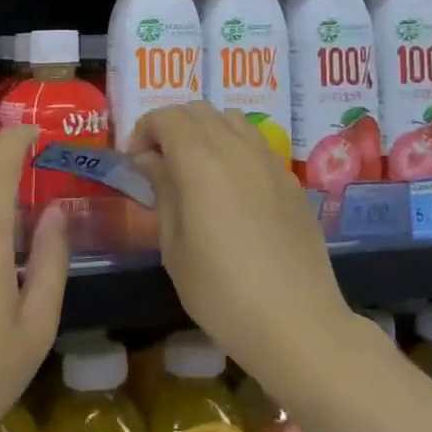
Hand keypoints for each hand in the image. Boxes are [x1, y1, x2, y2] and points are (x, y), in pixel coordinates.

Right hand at [130, 103, 354, 386]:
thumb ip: (163, 191)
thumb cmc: (221, 291)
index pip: (167, 117)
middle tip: (160, 162)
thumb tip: (151, 159)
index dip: (144, 131)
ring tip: (196, 169)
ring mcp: (269, 160)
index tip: (135, 161)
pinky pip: (256, 144)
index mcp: (200, 158)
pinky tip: (232, 189)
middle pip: (199, 110)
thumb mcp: (174, 246)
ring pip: (232, 120)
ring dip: (206, 131)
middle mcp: (236, 146)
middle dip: (172, 126)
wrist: (296, 321)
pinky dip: (234, 148)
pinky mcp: (290, 179)